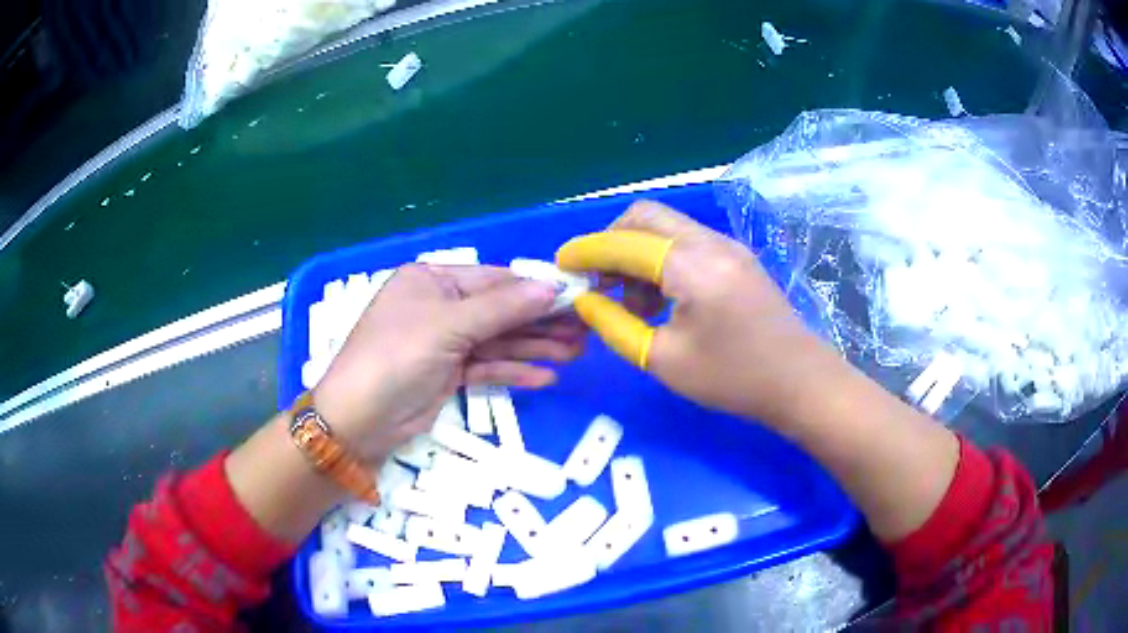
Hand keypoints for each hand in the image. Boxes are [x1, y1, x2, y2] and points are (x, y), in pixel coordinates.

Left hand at [312, 264, 584, 462]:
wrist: (356, 422)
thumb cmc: (396, 358)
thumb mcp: (448, 327)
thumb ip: (502, 308)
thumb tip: (552, 287)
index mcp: (432, 281)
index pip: (493, 279)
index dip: (534, 289)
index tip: (576, 297)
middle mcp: (439, 306)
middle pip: (499, 310)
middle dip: (540, 321)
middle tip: (585, 330)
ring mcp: (443, 342)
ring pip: (497, 340)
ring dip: (534, 347)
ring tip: (577, 353)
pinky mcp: (447, 374)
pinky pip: (486, 366)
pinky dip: (513, 371)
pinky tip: (546, 377)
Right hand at [556, 200, 827, 423]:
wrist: (800, 381)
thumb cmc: (734, 378)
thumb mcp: (665, 360)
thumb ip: (616, 325)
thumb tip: (586, 301)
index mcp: (692, 266)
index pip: (625, 242)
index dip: (587, 251)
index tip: (561, 264)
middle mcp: (710, 242)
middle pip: (645, 217)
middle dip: (611, 242)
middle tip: (596, 280)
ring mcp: (728, 246)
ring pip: (667, 228)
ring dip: (637, 252)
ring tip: (630, 300)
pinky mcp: (737, 257)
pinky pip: (687, 243)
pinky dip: (661, 259)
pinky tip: (661, 298)